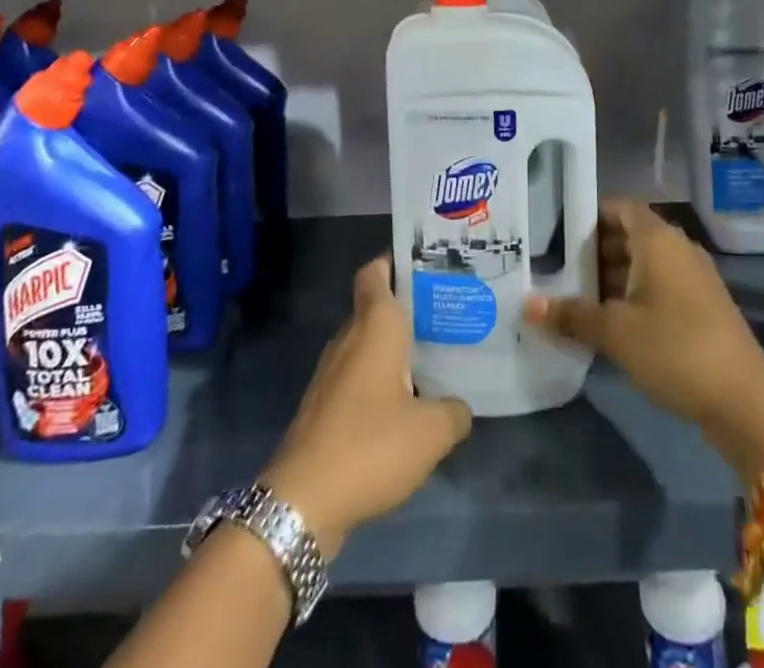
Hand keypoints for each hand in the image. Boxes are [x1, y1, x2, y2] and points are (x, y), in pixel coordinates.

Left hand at [260, 257, 471, 556]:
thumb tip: (460, 406)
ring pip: (368, 343)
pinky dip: (382, 379)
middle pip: (376, 306)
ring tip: (436, 355)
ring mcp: (332, 371)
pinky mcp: (325, 404)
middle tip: (447, 312)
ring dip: (396, 347)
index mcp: (375, 324)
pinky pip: (359, 375)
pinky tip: (408, 403)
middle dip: (409, 306)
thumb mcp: (431, 432)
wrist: (303, 501)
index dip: (397, 261)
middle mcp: (350, 337)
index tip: (427, 265)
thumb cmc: (370, 446)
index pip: (376, 272)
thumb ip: (454, 412)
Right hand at [523, 202, 763, 476]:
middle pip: (628, 235)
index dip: (587, 216)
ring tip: (575, 299)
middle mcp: (677, 248)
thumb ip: (571, 315)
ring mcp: (693, 278)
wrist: (745, 401)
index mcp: (657, 239)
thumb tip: (527, 306)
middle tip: (555, 270)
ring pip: (643, 264)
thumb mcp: (615, 332)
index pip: (617, 208)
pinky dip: (633, 296)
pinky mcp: (702, 306)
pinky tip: (609, 324)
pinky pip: (659, 287)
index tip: (555, 233)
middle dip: (593, 252)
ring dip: (612, 278)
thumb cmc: (674, 348)